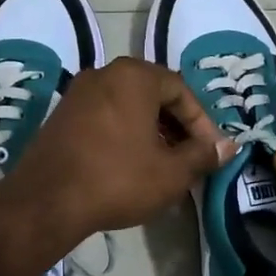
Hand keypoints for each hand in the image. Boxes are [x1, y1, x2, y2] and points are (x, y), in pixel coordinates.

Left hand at [7, 57, 233, 240]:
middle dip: (176, 125)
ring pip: (128, 105)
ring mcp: (78, 93)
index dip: (201, 122)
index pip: (181, 90)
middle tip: (189, 156)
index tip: (210, 151)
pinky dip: (124, 133)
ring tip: (164, 162)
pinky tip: (130, 163)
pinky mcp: (61, 115)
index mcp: (134, 76)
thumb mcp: (171, 172)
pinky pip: (105, 115)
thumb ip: (203, 155)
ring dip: (151, 130)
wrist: (46, 201)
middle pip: (153, 94)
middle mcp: (104, 74)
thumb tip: (229, 146)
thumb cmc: (117, 179)